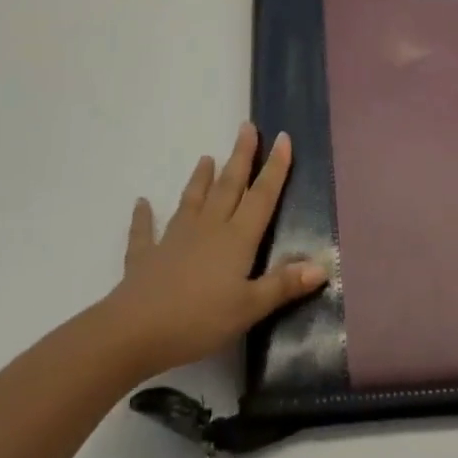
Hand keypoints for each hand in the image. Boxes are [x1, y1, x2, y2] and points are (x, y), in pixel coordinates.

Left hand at [100, 123, 327, 378]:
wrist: (136, 330)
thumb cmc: (199, 320)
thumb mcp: (249, 308)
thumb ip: (282, 285)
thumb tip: (321, 266)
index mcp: (236, 238)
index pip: (261, 196)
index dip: (275, 167)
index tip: (282, 137)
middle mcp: (208, 228)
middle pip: (229, 186)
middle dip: (240, 156)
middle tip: (246, 127)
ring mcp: (175, 238)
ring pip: (192, 200)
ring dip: (200, 179)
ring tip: (206, 158)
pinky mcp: (147, 255)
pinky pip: (146, 231)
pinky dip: (144, 216)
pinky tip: (141, 204)